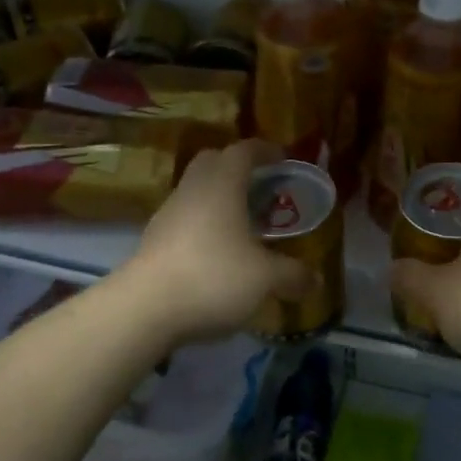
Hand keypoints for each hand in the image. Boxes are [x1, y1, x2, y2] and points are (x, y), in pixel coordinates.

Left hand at [112, 138, 310, 347]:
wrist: (143, 309)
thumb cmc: (212, 276)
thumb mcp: (264, 278)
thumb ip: (292, 275)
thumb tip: (316, 280)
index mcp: (222, 184)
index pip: (244, 151)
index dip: (265, 150)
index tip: (283, 158)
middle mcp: (193, 189)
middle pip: (213, 162)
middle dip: (237, 168)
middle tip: (261, 186)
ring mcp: (168, 214)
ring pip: (196, 191)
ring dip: (218, 198)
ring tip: (243, 223)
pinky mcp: (153, 240)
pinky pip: (184, 218)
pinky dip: (203, 224)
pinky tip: (217, 251)